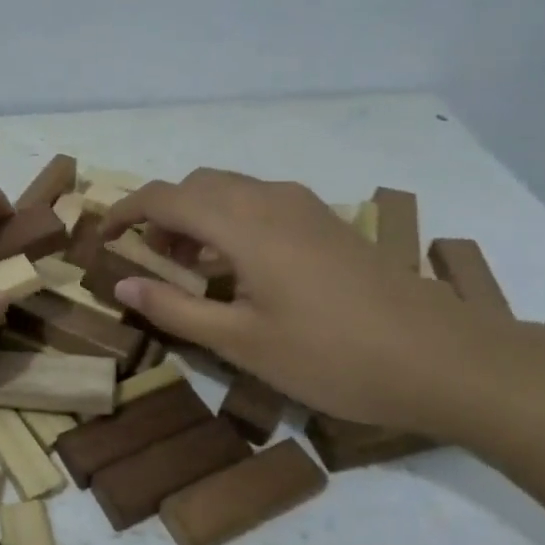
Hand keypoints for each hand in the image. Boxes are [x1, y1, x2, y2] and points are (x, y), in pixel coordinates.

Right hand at [101, 169, 518, 436]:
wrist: (443, 359)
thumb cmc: (332, 357)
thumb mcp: (242, 343)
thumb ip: (175, 309)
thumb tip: (121, 283)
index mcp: (241, 224)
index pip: (164, 197)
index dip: (124, 212)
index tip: (101, 239)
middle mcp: (269, 199)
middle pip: (195, 185)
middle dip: (159, 214)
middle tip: (145, 260)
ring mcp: (303, 206)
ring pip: (228, 190)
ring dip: (195, 216)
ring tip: (186, 267)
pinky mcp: (326, 221)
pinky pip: (258, 202)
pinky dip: (228, 220)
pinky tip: (238, 267)